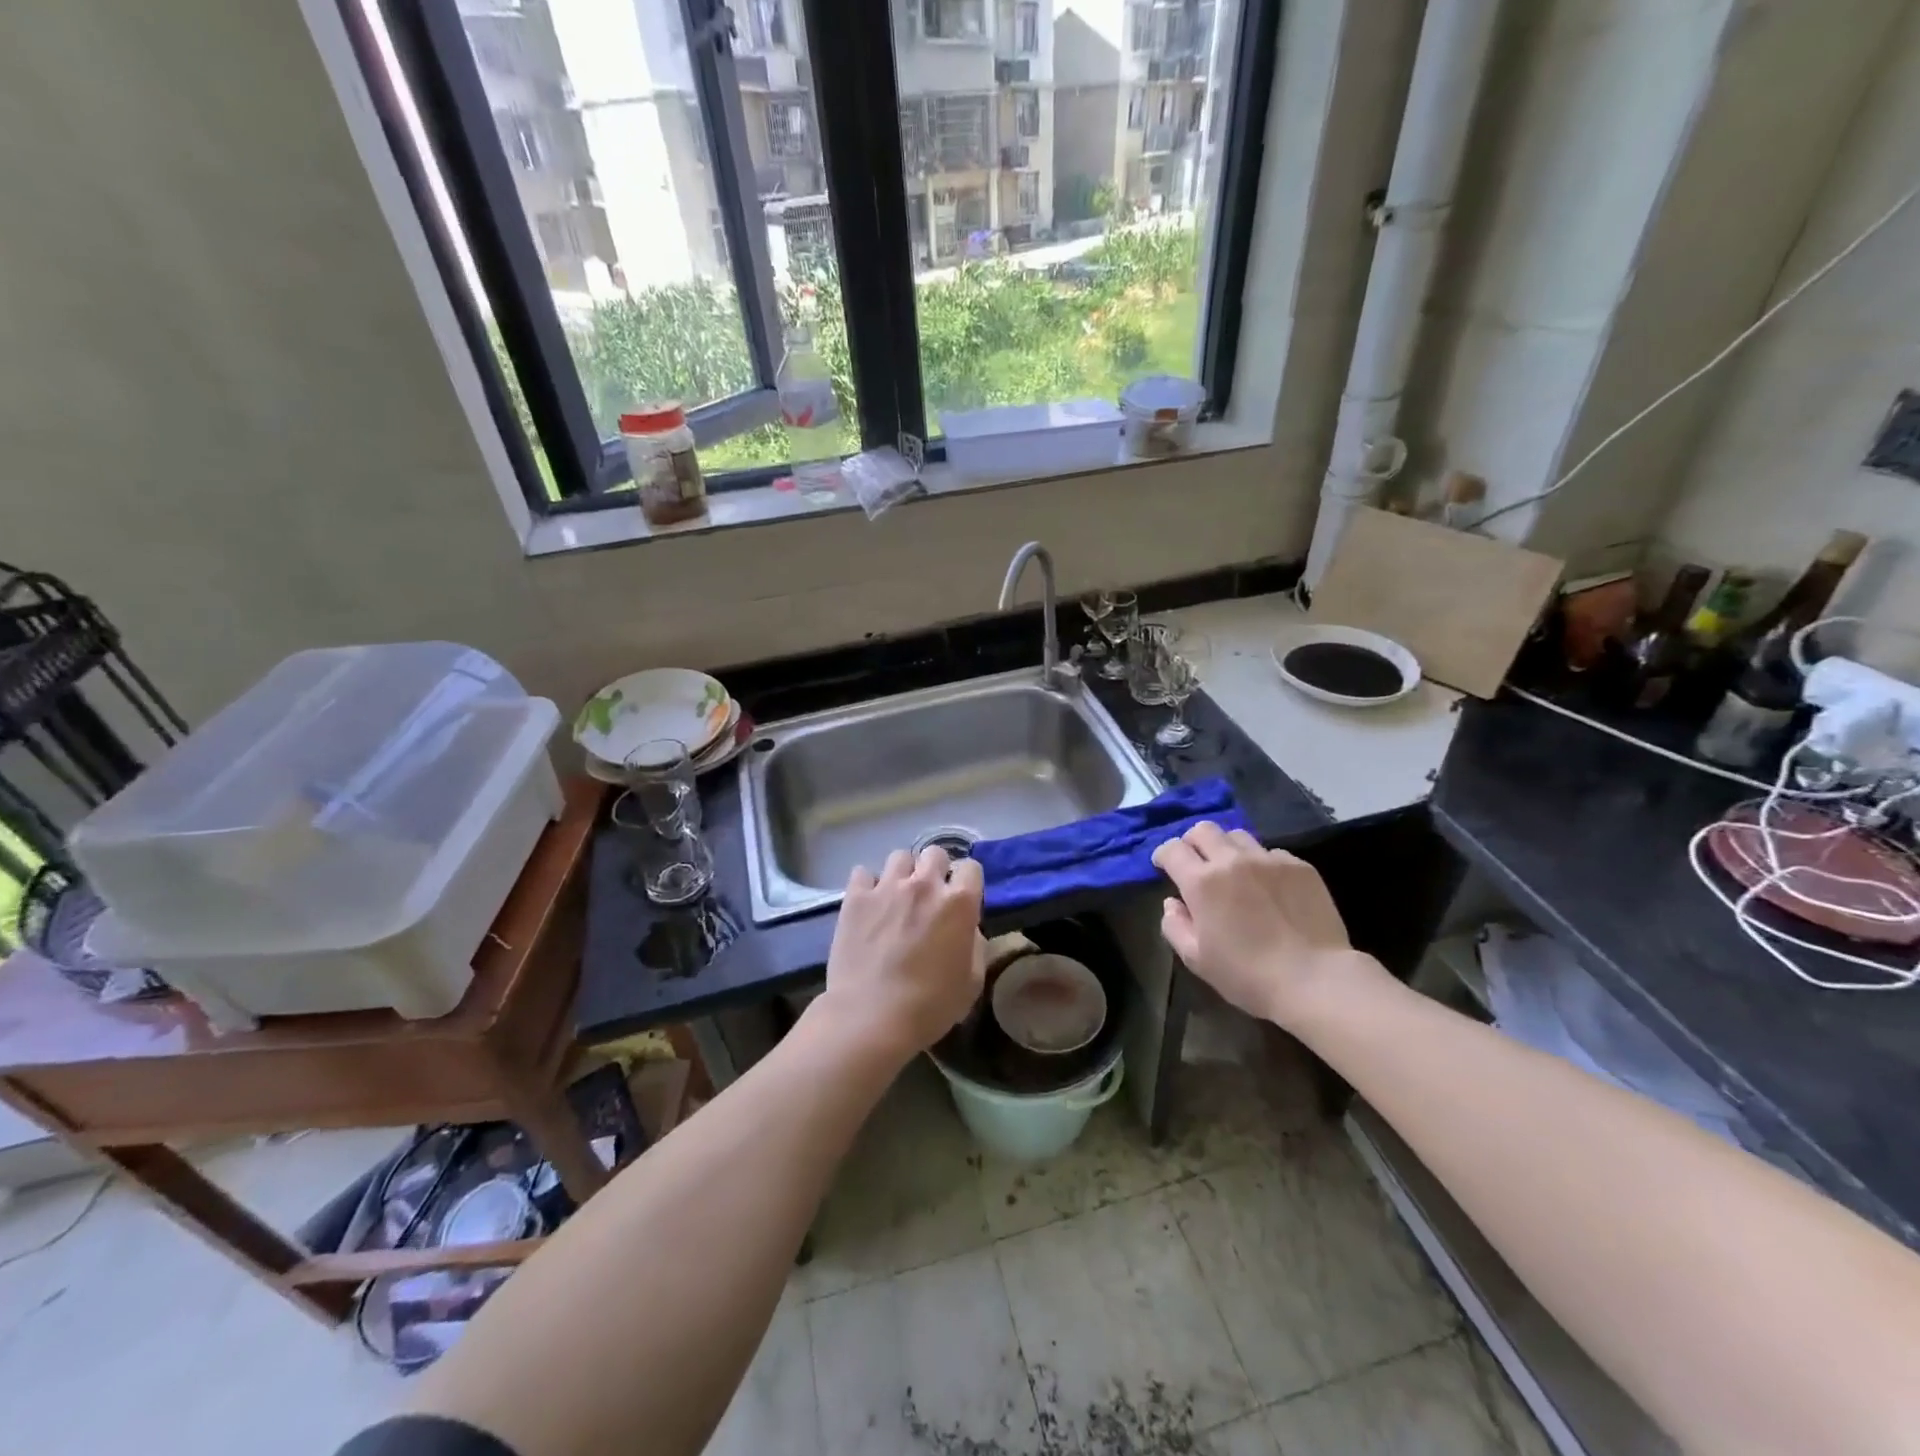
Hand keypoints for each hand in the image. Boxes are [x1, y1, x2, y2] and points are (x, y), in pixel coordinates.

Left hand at [816, 847, 986, 1062]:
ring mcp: (887, 887)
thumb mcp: (971, 982)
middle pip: (935, 853)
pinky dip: (868, 884)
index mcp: (959, 903)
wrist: (871, 1017)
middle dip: (935, 870)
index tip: (961, 899)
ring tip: (896, 897)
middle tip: (929, 896)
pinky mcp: (855, 897)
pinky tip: (868, 903)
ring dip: (902, 873)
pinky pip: (863, 873)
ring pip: (899, 856)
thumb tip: (967, 929)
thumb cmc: (930, 1006)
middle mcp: (925, 884)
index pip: (971, 867)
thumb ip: (974, 945)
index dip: (967, 882)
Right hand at [1151, 821, 1384, 1027]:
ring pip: (1238, 836)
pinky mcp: (1299, 866)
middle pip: (1203, 829)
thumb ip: (1175, 926)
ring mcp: (1269, 860)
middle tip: (1197, 863)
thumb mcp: (1197, 959)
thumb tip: (1172, 903)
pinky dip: (1262, 863)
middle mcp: (1232, 860)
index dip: (1164, 855)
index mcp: (1202, 881)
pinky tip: (1269, 887)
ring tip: (1234, 871)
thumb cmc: (1248, 975)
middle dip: (1193, 842)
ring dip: (1227, 848)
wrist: (1315, 979)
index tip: (1165, 867)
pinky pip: (1272, 852)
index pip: (1172, 849)